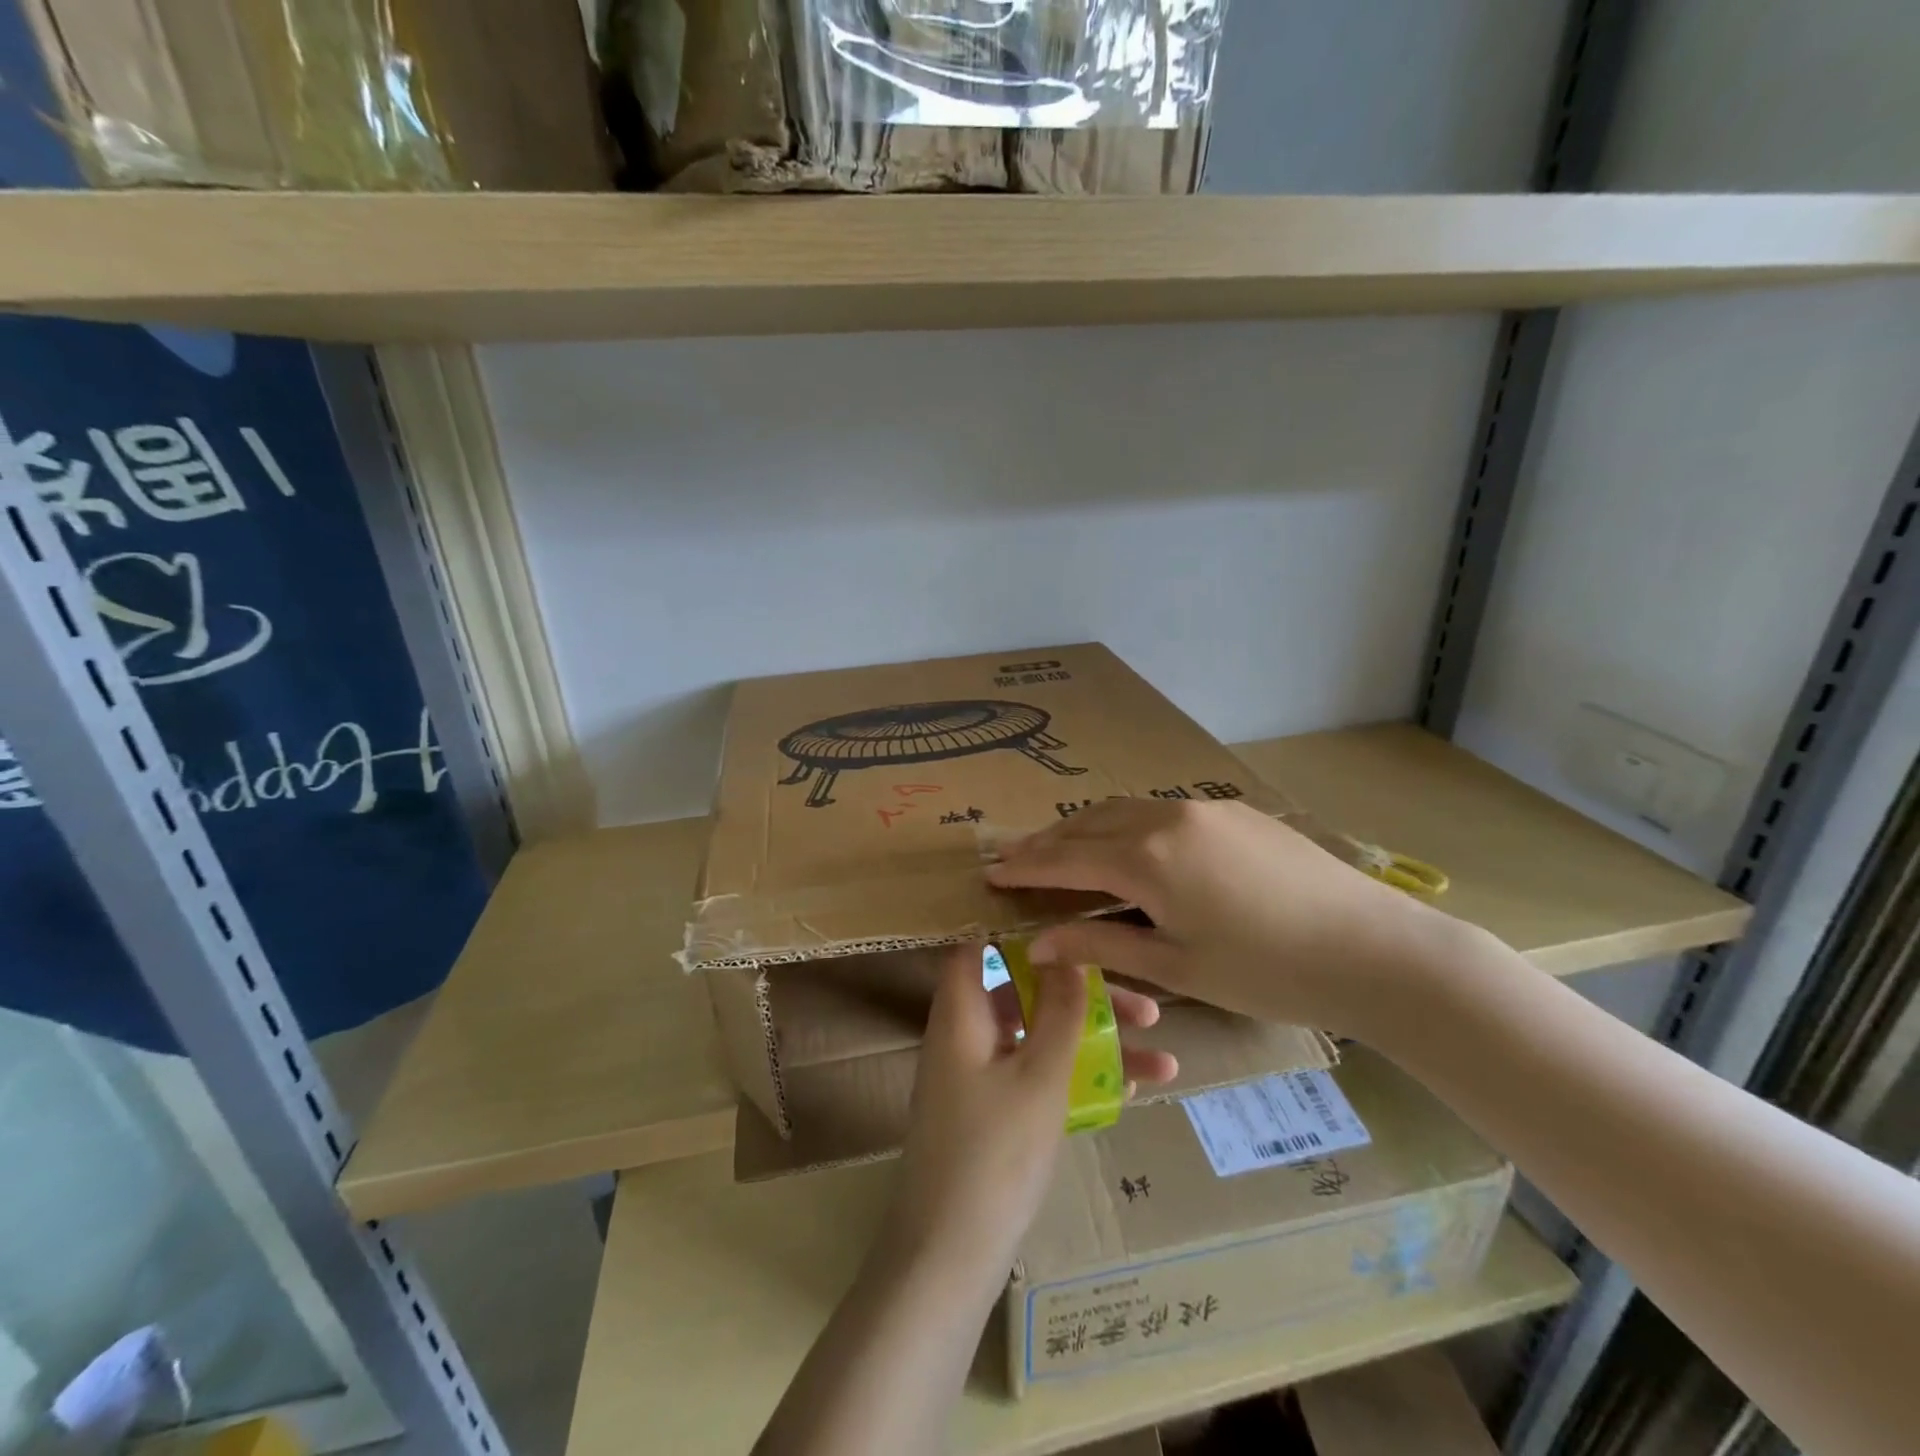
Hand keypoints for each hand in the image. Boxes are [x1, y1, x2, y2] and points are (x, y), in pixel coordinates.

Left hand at [882, 944, 1173, 1279]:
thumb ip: (1059, 1012)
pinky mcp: (994, 1116)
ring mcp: (980, 1079)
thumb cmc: (994, 1154)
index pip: (980, 950)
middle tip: (1146, 1009)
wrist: (949, 1258)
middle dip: (1085, 997)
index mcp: (962, 1015)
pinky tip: (1136, 1090)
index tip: (1078, 936)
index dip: (1023, 938)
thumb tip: (1069, 953)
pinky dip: (1079, 1077)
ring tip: (1162, 1053)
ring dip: (1096, 1041)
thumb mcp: (1039, 1077)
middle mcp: (967, 1038)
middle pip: (1027, 996)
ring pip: (1042, 1039)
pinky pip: (1039, 1078)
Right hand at [985, 797, 1440, 1038]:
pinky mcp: (1233, 810)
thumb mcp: (1177, 967)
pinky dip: (1127, 826)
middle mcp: (1167, 818)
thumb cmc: (1268, 971)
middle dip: (1047, 841)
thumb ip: (1101, 944)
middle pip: (1088, 823)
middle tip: (1015, 859)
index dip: (1024, 866)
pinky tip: (1129, 846)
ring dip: (1086, 828)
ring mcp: (1204, 808)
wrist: (1375, 948)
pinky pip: (1161, 811)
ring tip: (1062, 849)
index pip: (1065, 858)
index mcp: (1147, 859)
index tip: (990, 872)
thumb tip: (1038, 942)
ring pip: (1124, 810)